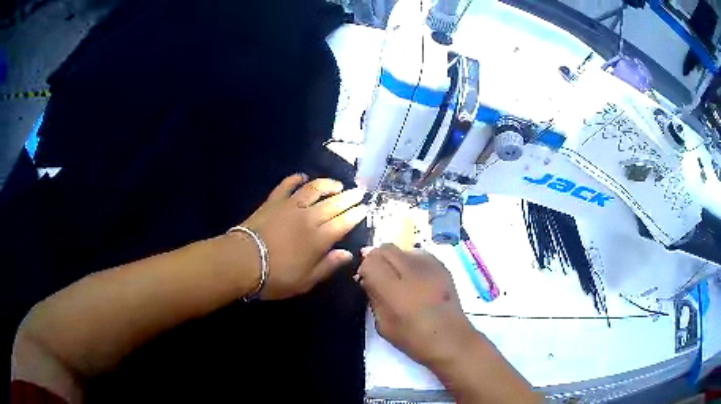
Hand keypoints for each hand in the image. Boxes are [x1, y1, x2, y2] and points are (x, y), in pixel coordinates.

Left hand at [237, 174, 367, 299]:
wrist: (243, 261)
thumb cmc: (276, 276)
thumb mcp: (306, 281)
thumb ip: (328, 266)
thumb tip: (348, 254)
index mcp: (319, 239)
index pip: (344, 222)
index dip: (356, 214)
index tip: (365, 208)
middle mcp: (309, 218)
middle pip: (333, 203)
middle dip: (349, 197)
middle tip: (359, 192)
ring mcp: (290, 206)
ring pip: (314, 189)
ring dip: (328, 184)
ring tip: (337, 184)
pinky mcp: (273, 201)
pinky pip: (286, 185)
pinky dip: (295, 179)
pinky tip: (302, 176)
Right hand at [357, 244, 474, 367]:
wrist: (451, 339)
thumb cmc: (413, 339)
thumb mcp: (383, 324)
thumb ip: (373, 297)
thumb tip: (366, 279)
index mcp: (394, 289)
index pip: (370, 261)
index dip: (364, 269)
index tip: (365, 280)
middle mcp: (412, 270)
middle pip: (385, 248)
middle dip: (377, 259)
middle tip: (378, 276)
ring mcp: (430, 265)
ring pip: (402, 249)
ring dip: (395, 259)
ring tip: (398, 277)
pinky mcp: (442, 266)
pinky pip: (419, 254)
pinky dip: (411, 262)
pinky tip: (415, 279)